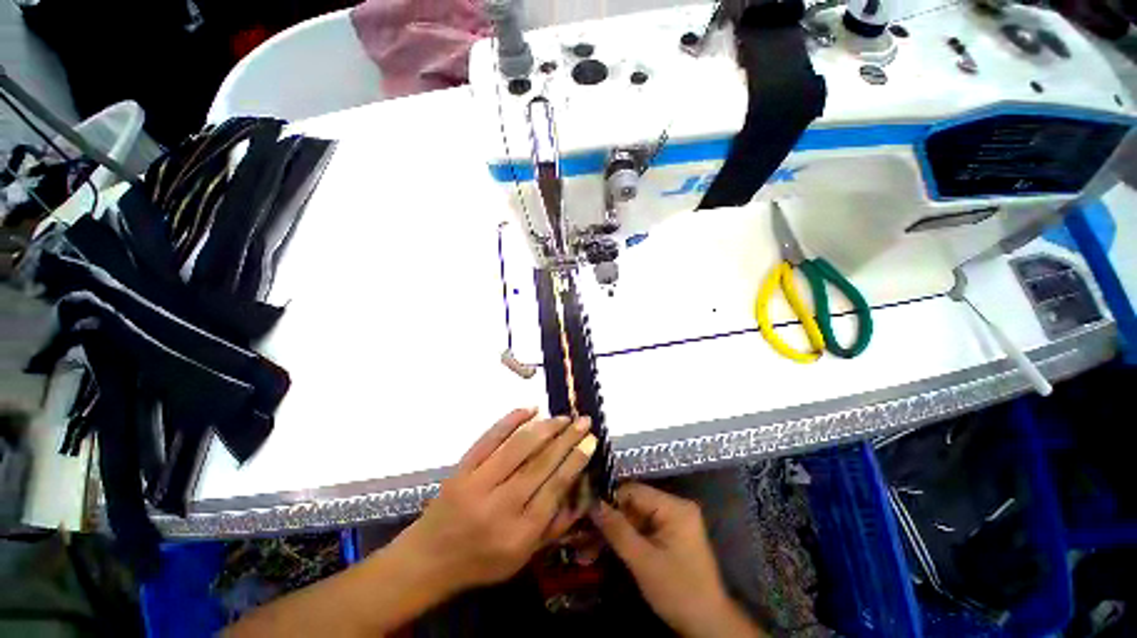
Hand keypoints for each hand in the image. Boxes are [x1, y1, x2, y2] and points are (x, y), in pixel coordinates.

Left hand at [396, 408, 596, 594]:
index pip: (555, 488)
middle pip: (540, 463)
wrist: (429, 558)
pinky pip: (490, 437)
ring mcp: (478, 483)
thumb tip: (581, 492)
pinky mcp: (462, 468)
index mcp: (519, 533)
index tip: (590, 440)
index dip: (576, 460)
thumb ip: (554, 527)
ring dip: (545, 427)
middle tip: (584, 421)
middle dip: (567, 438)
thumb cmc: (482, 561)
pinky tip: (530, 408)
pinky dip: (511, 419)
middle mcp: (500, 506)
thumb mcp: (523, 557)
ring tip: (563, 417)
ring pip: (518, 447)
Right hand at [590, 483, 764, 637]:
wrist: (708, 625)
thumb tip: (592, 504)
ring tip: (586, 547)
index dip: (608, 499)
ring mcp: (672, 521)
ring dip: (612, 532)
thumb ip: (617, 530)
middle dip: (608, 520)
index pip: (633, 491)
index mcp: (674, 507)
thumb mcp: (643, 561)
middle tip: (582, 532)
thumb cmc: (679, 591)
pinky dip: (624, 539)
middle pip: (632, 504)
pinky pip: (640, 529)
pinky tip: (603, 549)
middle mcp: (674, 507)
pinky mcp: (668, 535)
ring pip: (633, 518)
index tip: (584, 510)